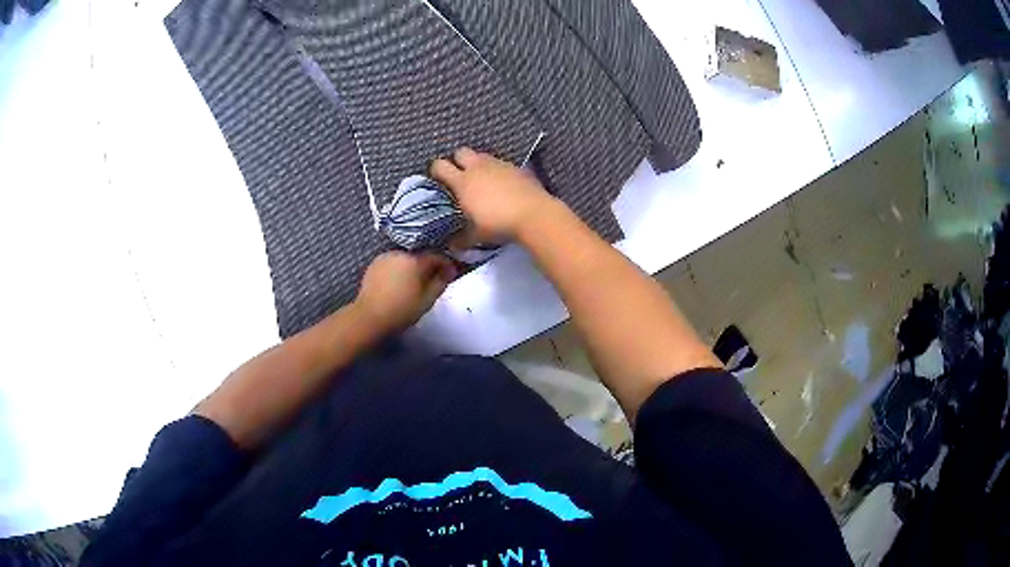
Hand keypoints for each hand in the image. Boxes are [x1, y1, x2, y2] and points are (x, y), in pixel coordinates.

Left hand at [354, 252, 456, 334]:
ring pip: (405, 260)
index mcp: (415, 260)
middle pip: (419, 257)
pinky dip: (398, 270)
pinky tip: (397, 284)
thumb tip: (450, 270)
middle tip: (431, 282)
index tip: (450, 274)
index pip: (436, 256)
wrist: (370, 317)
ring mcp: (385, 257)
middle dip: (427, 266)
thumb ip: (441, 282)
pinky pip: (392, 263)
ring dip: (411, 268)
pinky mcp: (374, 264)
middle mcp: (400, 253)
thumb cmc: (402, 310)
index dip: (445, 264)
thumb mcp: (427, 299)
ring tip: (413, 284)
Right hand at [430, 148, 555, 243]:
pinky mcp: (515, 167)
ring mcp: (498, 164)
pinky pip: (500, 163)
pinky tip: (502, 184)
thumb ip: (461, 239)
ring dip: (477, 163)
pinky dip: (497, 170)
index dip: (436, 171)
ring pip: (481, 155)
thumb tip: (451, 246)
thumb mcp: (476, 235)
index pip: (440, 166)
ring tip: (481, 179)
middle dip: (457, 161)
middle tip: (460, 176)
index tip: (438, 179)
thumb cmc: (498, 224)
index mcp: (463, 182)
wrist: (533, 214)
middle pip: (461, 152)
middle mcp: (478, 167)